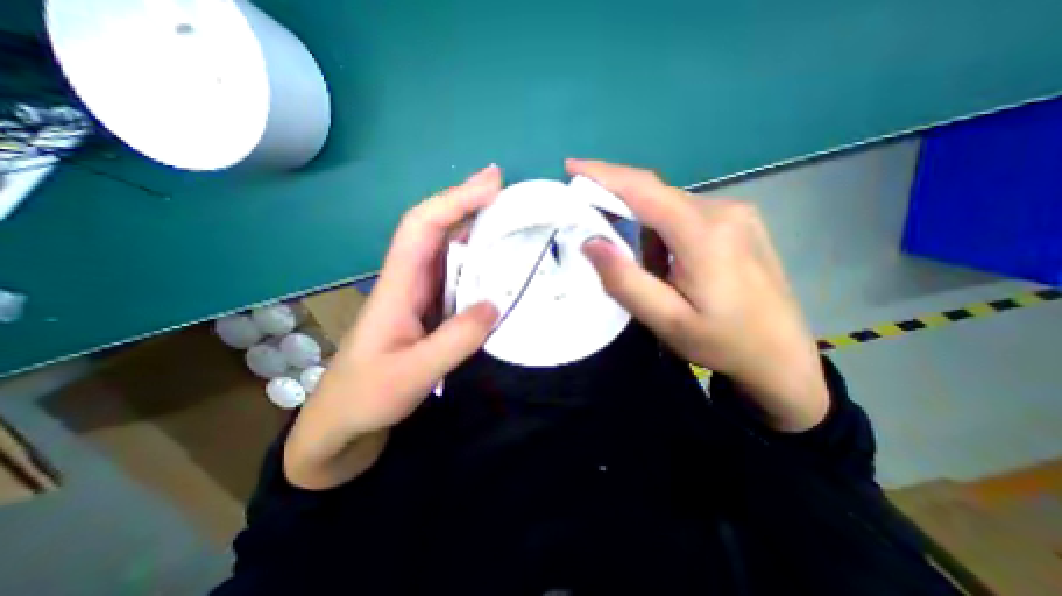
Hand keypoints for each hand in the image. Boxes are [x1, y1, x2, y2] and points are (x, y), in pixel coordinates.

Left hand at [281, 163, 499, 488]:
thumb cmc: (366, 397)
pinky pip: (458, 277)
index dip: (454, 201)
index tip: (491, 185)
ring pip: (449, 250)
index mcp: (399, 286)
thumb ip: (454, 341)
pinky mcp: (432, 310)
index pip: (422, 227)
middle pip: (437, 228)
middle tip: (507, 190)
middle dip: (469, 202)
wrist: (345, 422)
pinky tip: (500, 264)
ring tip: (510, 219)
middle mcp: (411, 280)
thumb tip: (494, 306)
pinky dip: (479, 263)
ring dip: (477, 229)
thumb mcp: (411, 374)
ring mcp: (422, 295)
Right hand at [573, 160, 829, 430]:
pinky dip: (663, 232)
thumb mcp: (666, 319)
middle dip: (619, 206)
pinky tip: (671, 266)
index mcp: (705, 234)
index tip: (571, 167)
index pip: (644, 189)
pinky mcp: (737, 222)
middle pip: (655, 195)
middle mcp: (722, 210)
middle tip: (594, 230)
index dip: (604, 174)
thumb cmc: (722, 341)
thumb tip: (591, 242)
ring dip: (644, 230)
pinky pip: (685, 214)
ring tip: (651, 273)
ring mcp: (735, 213)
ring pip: (668, 207)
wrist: (781, 356)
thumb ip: (626, 281)